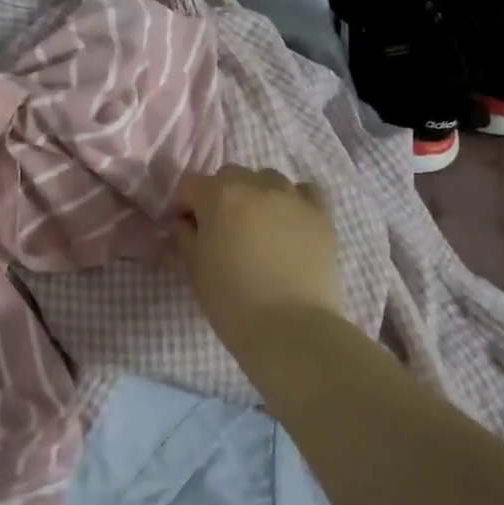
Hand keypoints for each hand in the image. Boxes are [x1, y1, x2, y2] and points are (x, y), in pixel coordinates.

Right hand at [172, 166, 344, 344]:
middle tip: (219, 229)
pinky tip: (288, 222)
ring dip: (255, 195)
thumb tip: (184, 225)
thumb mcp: (195, 270)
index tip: (183, 229)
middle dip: (218, 195)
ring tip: (256, 226)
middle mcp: (256, 186)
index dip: (182, 205)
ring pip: (267, 179)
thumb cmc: (232, 302)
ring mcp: (293, 198)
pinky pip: (304, 192)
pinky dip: (293, 200)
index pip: (189, 185)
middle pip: (229, 176)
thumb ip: (185, 238)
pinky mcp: (321, 215)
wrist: (291, 328)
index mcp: (219, 197)